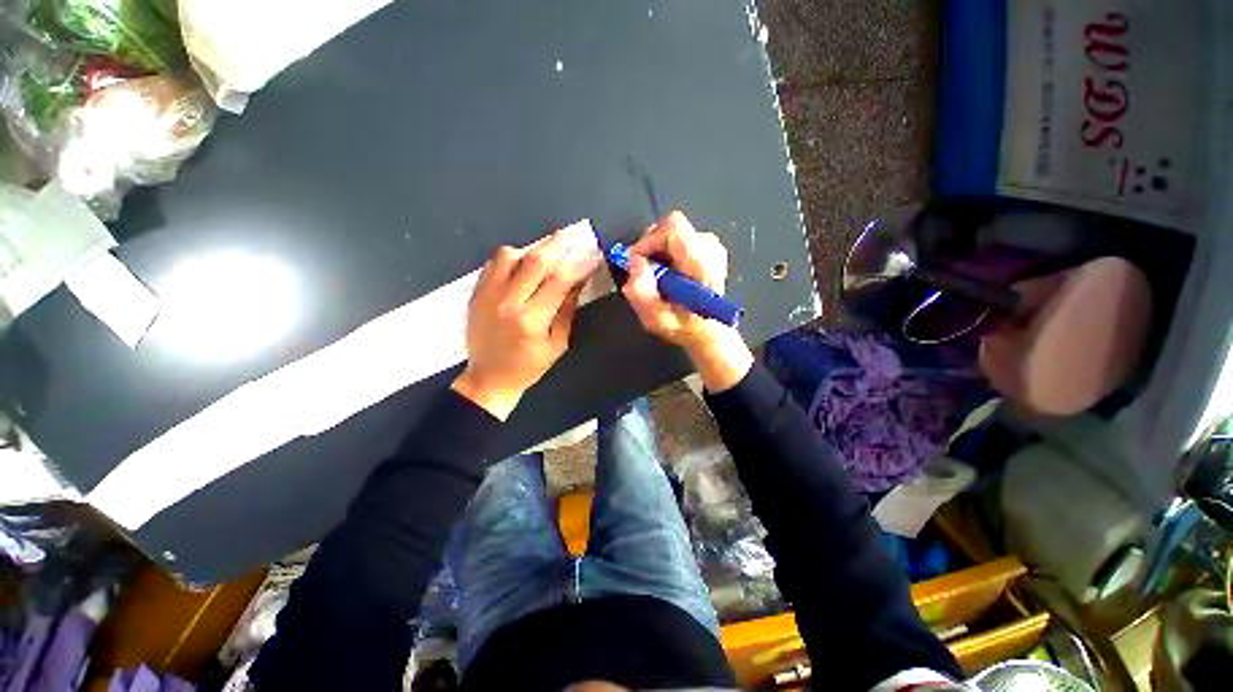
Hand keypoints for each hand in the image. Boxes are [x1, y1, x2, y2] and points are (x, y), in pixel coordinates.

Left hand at [453, 226, 601, 418]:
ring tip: (547, 250)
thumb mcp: (557, 344)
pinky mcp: (477, 292)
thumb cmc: (528, 367)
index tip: (593, 255)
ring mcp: (488, 294)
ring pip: (510, 255)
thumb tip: (578, 281)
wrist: (488, 378)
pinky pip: (494, 263)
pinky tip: (524, 261)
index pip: (560, 281)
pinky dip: (512, 257)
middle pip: (535, 261)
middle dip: (559, 244)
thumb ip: (567, 310)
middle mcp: (508, 302)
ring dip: (532, 248)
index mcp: (531, 320)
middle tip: (575, 235)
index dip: (579, 265)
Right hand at [622, 211, 753, 392]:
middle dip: (651, 249)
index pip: (672, 228)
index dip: (648, 241)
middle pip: (669, 228)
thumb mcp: (656, 319)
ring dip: (658, 254)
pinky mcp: (707, 246)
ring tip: (661, 279)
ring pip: (670, 234)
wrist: (707, 329)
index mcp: (702, 264)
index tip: (637, 262)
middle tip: (647, 275)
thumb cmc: (684, 326)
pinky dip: (666, 254)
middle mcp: (710, 248)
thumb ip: (641, 292)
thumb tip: (634, 261)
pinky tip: (670, 275)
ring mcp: (711, 245)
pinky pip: (676, 239)